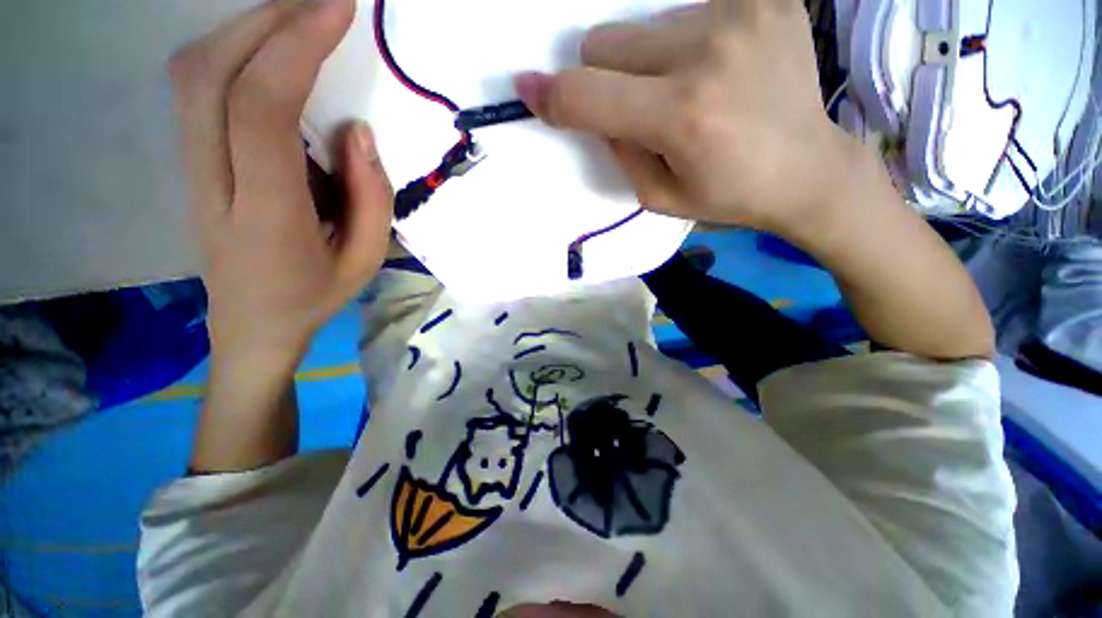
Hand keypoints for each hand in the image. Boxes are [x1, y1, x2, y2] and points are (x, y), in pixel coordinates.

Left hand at [170, 0, 391, 371]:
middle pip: (211, 74)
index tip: (338, 11)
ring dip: (245, 31)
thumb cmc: (315, 296)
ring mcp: (191, 168)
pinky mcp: (190, 161)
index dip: (296, 48)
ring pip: (194, 73)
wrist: (252, 325)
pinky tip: (266, 52)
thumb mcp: (365, 259)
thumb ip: (371, 198)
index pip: (261, 109)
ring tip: (299, 21)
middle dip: (266, 23)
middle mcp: (214, 180)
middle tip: (322, 6)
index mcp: (267, 213)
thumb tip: (358, 131)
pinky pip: (196, 89)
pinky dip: (230, 53)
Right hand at [515, 0, 856, 235]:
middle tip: (643, 107)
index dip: (552, 95)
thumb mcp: (657, 194)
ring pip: (642, 25)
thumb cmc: (727, 195)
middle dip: (606, 77)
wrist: (808, 170)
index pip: (589, 96)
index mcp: (682, 116)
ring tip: (691, 91)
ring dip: (647, 61)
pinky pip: (686, 10)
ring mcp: (742, 14)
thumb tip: (594, 108)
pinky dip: (684, 44)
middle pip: (605, 41)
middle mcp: (708, 53)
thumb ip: (618, 149)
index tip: (529, 89)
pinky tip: (718, 68)